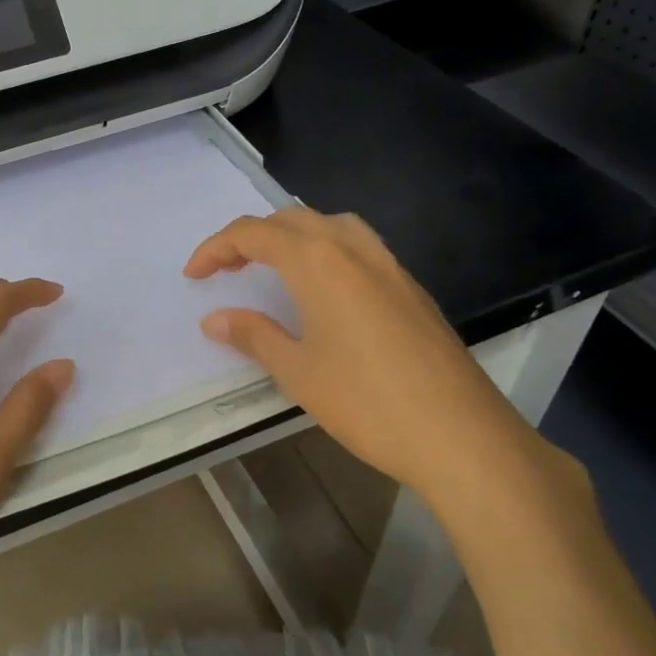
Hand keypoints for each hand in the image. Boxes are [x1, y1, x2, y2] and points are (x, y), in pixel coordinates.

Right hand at [186, 208, 587, 520]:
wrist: (461, 435)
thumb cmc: (367, 402)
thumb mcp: (298, 371)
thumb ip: (254, 335)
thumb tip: (214, 319)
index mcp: (319, 262)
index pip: (254, 233)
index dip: (216, 248)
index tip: (194, 275)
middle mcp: (354, 249)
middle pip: (292, 220)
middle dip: (251, 237)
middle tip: (226, 270)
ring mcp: (389, 265)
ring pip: (331, 225)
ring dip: (292, 236)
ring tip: (273, 268)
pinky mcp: (411, 287)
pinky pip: (359, 246)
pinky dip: (326, 250)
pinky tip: (324, 289)